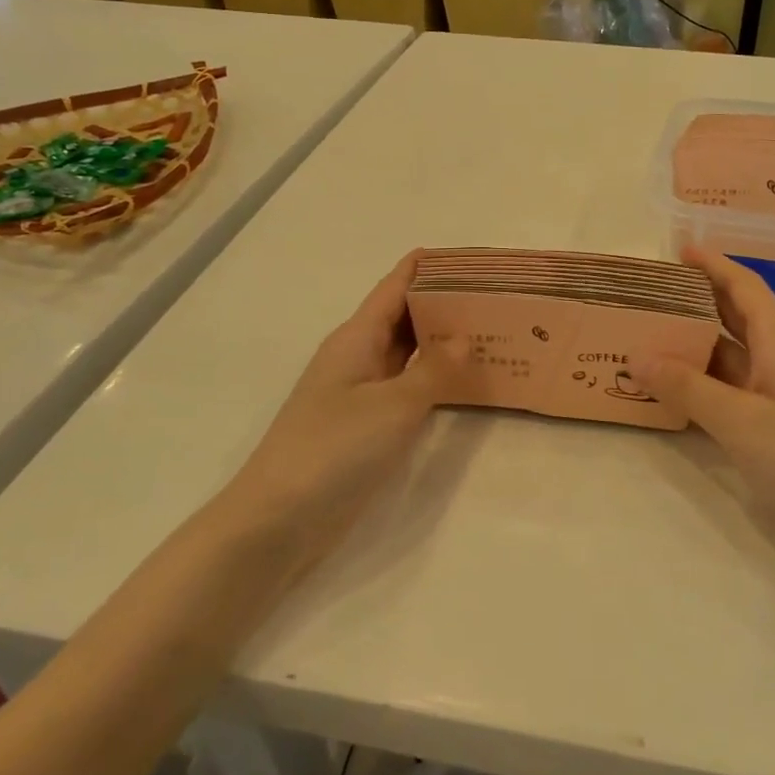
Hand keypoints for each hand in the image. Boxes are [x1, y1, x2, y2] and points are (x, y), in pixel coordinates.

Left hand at [230, 252, 464, 536]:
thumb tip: (465, 336)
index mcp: (356, 338)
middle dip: (444, 302)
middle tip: (496, 295)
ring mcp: (360, 393)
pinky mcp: (366, 425)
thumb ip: (433, 369)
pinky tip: (465, 381)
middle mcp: (358, 357)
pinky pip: (407, 386)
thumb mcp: (392, 405)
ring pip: (407, 352)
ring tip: (490, 330)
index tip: (471, 256)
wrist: (279, 519)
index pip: (395, 286)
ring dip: (442, 340)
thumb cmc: (334, 448)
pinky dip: (434, 377)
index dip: (427, 266)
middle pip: (404, 316)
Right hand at [632, 247, 774, 559]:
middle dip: (699, 300)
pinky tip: (678, 389)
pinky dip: (706, 382)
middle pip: (739, 317)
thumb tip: (636, 355)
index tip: (681, 250)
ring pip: (734, 355)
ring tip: (652, 337)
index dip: (715, 265)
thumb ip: (687, 388)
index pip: (746, 288)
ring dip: (697, 344)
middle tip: (653, 294)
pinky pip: (736, 389)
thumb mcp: (740, 421)